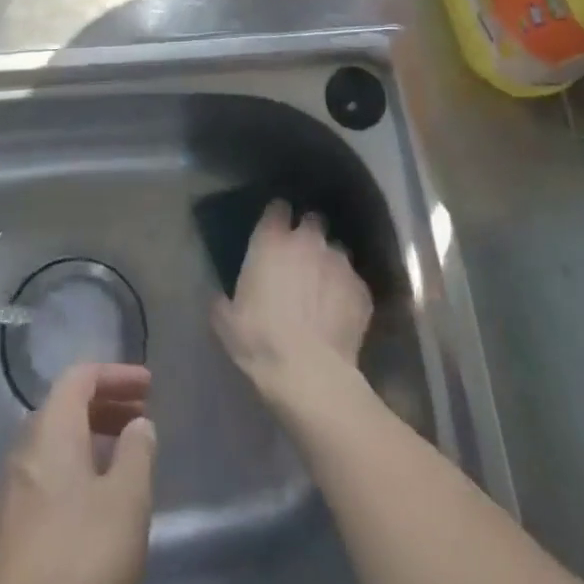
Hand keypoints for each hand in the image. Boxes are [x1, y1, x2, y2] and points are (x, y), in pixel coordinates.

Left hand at [0, 363, 157, 583]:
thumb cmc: (79, 558)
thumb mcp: (126, 502)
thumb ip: (137, 453)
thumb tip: (138, 425)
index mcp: (50, 429)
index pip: (80, 376)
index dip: (116, 375)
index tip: (149, 387)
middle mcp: (23, 449)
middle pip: (65, 408)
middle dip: (106, 406)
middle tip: (142, 420)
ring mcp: (9, 492)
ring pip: (54, 446)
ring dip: (91, 441)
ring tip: (125, 462)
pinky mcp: (5, 533)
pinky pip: (44, 478)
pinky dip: (74, 472)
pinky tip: (95, 505)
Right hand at [212, 201, 372, 405]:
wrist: (310, 375)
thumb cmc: (260, 341)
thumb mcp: (226, 321)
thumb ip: (224, 298)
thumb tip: (221, 297)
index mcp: (271, 241)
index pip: (277, 208)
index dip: (277, 218)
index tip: (275, 230)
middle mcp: (308, 241)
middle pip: (312, 221)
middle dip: (308, 235)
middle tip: (301, 259)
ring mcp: (338, 263)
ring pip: (336, 251)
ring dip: (328, 264)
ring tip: (323, 290)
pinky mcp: (362, 289)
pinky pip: (353, 283)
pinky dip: (346, 292)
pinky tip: (339, 314)